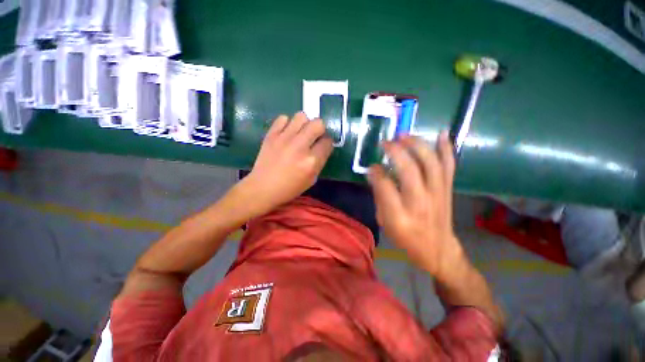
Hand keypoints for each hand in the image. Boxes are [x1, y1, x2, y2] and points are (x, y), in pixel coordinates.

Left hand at [241, 112, 332, 214]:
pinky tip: (286, 133)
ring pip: (301, 116)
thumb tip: (322, 146)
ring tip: (300, 133)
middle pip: (318, 124)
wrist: (263, 187)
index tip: (323, 145)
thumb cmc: (290, 187)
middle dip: (320, 129)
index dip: (327, 143)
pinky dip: (287, 124)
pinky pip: (283, 118)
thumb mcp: (312, 179)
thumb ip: (320, 161)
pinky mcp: (271, 134)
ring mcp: (284, 138)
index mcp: (311, 161)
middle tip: (314, 137)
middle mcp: (300, 146)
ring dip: (304, 124)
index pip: (328, 142)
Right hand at [367, 131, 464, 279]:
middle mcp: (420, 202)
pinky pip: (449, 166)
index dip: (376, 172)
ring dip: (417, 145)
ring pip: (430, 163)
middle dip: (396, 152)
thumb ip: (379, 197)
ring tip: (404, 134)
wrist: (437, 249)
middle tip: (386, 142)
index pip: (385, 186)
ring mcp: (437, 194)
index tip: (371, 166)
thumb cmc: (406, 238)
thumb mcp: (384, 223)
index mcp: (399, 215)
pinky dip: (446, 148)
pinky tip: (440, 134)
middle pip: (409, 170)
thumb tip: (374, 174)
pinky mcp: (447, 190)